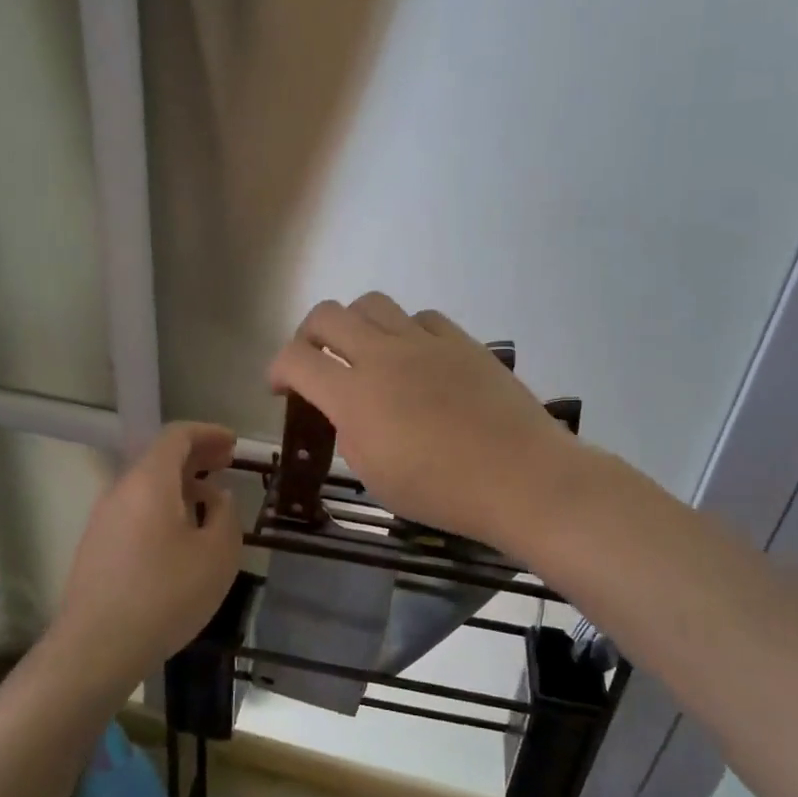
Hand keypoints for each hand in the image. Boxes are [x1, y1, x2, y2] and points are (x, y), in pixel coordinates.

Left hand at [51, 422, 242, 688]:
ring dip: (180, 484)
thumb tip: (214, 497)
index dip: (208, 433)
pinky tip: (181, 534)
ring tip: (209, 500)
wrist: (97, 648)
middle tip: (226, 463)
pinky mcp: (97, 546)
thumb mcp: (217, 554)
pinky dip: (163, 506)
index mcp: (150, 481)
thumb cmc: (166, 595)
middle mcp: (121, 490)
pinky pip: (135, 510)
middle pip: (159, 458)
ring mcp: (103, 519)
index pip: (177, 436)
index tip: (233, 443)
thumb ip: (225, 514)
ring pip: (146, 486)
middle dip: (196, 456)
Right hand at [267, 293, 577, 547]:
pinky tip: (415, 358)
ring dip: (356, 324)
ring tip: (366, 353)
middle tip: (315, 361)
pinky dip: (405, 331)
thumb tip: (348, 410)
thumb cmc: (442, 492)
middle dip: (308, 335)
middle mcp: (383, 356)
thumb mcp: (375, 475)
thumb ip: (349, 433)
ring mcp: (425, 343)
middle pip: (327, 315)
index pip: (295, 359)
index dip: (277, 368)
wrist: (520, 477)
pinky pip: (421, 318)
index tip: (281, 386)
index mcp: (354, 396)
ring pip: (372, 303)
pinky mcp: (461, 341)